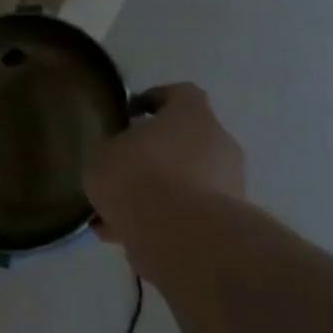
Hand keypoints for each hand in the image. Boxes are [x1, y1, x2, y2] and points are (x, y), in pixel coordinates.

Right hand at [85, 83, 246, 247]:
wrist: (182, 238)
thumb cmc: (138, 177)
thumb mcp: (102, 154)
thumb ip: (112, 147)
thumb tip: (119, 151)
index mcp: (191, 116)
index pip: (181, 93)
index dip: (155, 100)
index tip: (131, 114)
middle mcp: (219, 144)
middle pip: (186, 140)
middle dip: (156, 153)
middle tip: (123, 167)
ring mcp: (230, 185)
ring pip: (187, 180)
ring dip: (159, 191)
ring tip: (118, 211)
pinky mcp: (229, 222)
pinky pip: (189, 213)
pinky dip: (164, 220)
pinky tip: (128, 235)